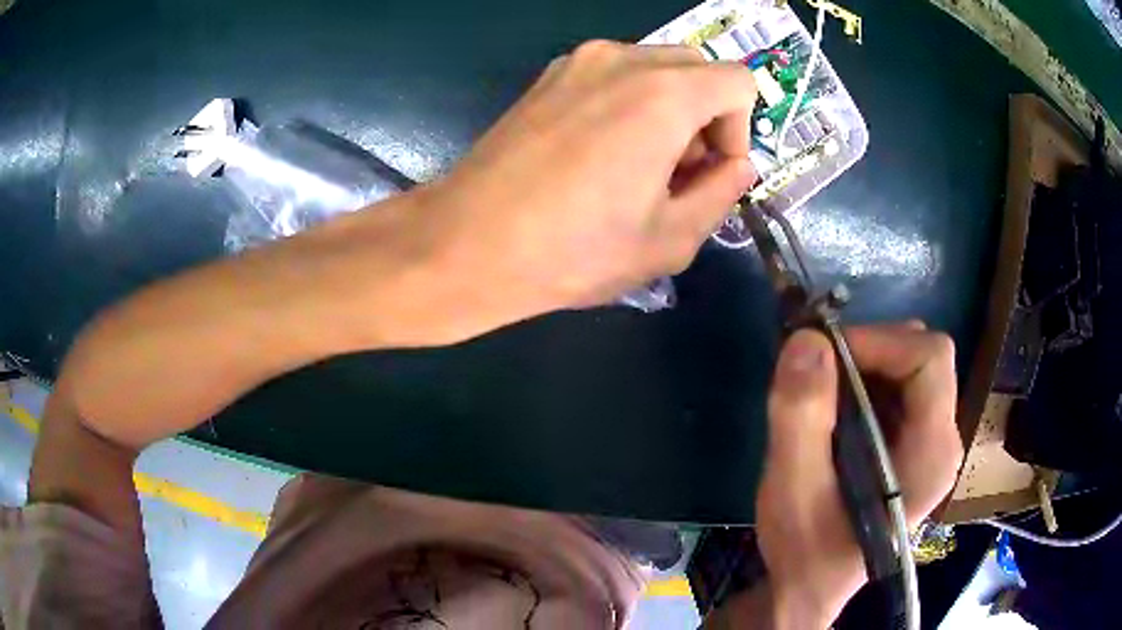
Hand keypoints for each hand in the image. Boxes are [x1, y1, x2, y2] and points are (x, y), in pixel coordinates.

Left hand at [418, 40, 757, 318]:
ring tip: (638, 167)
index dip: (739, 130)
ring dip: (670, 109)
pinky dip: (631, 102)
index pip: (739, 82)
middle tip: (679, 173)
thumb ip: (721, 193)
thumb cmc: (573, 251)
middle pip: (699, 68)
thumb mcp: (669, 239)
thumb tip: (737, 165)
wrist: (466, 243)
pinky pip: (615, 74)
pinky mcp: (549, 76)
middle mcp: (623, 59)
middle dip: (707, 117)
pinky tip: (600, 153)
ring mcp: (579, 61)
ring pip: (657, 67)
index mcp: (664, 94)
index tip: (711, 173)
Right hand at [756, 323, 961, 628]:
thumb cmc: (806, 551)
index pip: (929, 358)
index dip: (879, 341)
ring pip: (909, 366)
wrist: (810, 587)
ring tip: (819, 397)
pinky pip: (897, 387)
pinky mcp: (914, 444)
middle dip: (866, 352)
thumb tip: (806, 339)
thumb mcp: (793, 491)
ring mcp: (931, 441)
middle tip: (815, 375)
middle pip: (921, 356)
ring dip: (862, 366)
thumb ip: (801, 418)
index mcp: (932, 453)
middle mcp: (943, 439)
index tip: (823, 356)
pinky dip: (863, 382)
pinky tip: (833, 414)